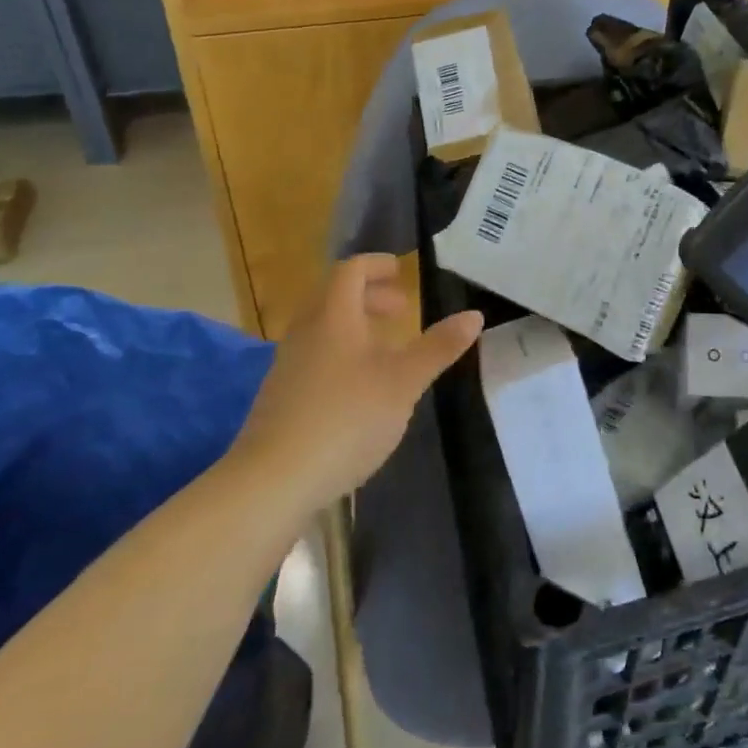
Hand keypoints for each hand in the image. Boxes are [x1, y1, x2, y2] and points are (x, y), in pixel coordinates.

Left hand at [227, 254, 481, 512]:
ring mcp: (287, 366)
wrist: (273, 482)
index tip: (401, 271)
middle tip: (401, 310)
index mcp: (333, 317)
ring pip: (323, 329)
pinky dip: (341, 355)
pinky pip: (314, 357)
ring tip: (386, 350)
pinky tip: (360, 389)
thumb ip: (438, 347)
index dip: (376, 265)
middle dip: (370, 296)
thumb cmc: (346, 419)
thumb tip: (474, 315)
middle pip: (334, 297)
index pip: (350, 271)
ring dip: (355, 327)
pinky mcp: (280, 398)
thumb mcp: (404, 382)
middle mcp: (305, 333)